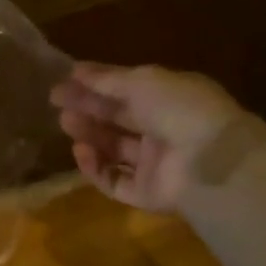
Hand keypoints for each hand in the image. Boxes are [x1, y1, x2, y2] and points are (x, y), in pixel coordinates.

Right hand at [51, 63, 238, 213]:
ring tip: (66, 123)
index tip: (66, 79)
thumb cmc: (179, 109)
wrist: (209, 161)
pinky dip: (95, 168)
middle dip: (88, 108)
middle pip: (118, 118)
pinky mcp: (147, 194)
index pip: (128, 89)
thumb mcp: (142, 81)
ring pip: (114, 149)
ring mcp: (156, 164)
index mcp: (170, 99)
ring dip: (89, 134)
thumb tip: (76, 70)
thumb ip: (107, 79)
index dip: (97, 84)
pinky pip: (115, 180)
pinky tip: (81, 152)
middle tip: (57, 101)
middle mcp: (163, 130)